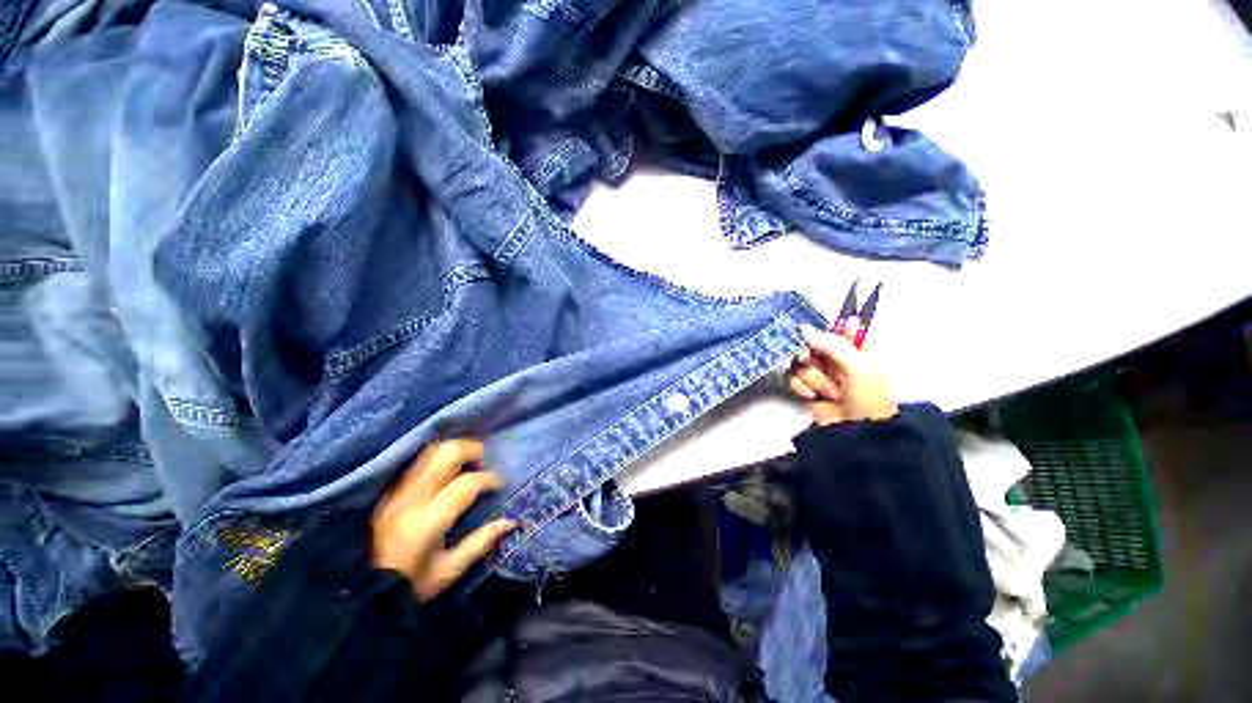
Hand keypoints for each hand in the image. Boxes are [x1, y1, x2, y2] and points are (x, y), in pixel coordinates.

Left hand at [371, 438, 516, 600]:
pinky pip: (417, 461)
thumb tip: (511, 522)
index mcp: (429, 519)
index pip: (467, 483)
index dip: (489, 478)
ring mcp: (398, 491)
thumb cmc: (409, 584)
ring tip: (467, 461)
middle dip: (473, 450)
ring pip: (429, 451)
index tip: (499, 485)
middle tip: (484, 462)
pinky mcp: (389, 490)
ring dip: (454, 449)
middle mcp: (412, 498)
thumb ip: (481, 542)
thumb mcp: (449, 570)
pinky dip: (437, 456)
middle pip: (447, 454)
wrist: (361, 592)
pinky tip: (446, 467)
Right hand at [786, 320, 897, 425]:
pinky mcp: (804, 387)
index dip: (823, 330)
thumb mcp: (858, 366)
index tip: (816, 337)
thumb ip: (831, 344)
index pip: (835, 328)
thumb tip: (803, 328)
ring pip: (798, 362)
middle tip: (814, 362)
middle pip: (809, 344)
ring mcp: (818, 373)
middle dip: (811, 356)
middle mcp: (835, 358)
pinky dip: (801, 387)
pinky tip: (814, 396)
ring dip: (812, 378)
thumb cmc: (869, 398)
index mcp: (856, 348)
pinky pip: (791, 377)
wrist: (857, 433)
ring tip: (830, 392)